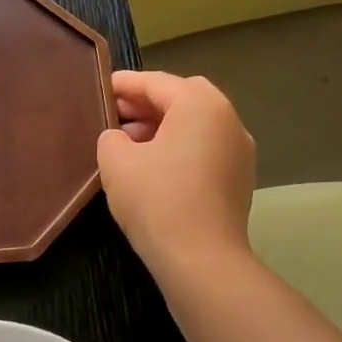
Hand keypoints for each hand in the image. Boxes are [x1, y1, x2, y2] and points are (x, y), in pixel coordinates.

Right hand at [98, 71, 255, 275]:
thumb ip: (111, 138)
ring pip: (196, 125)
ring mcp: (239, 151)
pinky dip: (179, 147)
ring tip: (128, 142)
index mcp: (200, 105)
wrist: (200, 258)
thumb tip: (119, 139)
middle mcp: (228, 120)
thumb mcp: (116, 161)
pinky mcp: (239, 179)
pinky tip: (152, 166)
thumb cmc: (156, 199)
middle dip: (147, 103)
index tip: (102, 87)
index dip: (126, 84)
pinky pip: (204, 148)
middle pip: (183, 98)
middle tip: (115, 114)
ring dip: (163, 126)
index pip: (157, 83)